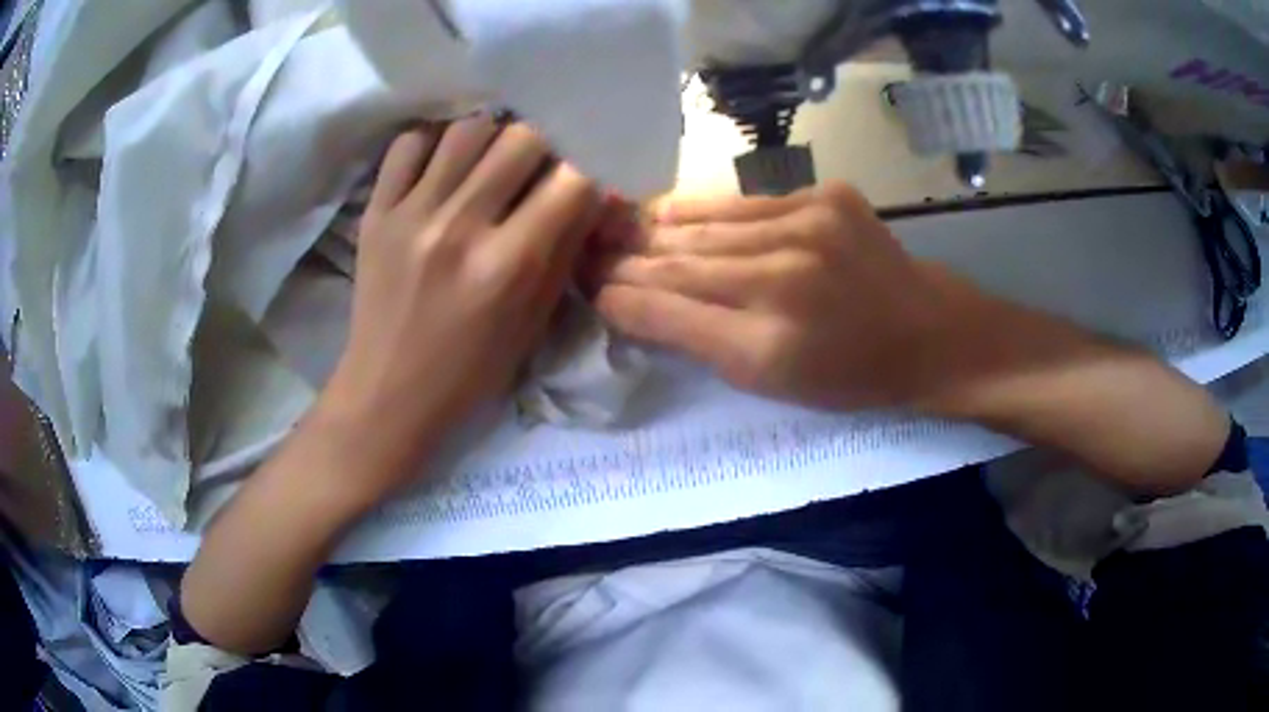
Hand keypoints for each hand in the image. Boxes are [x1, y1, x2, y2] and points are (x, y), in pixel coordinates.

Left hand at [323, 116, 602, 501]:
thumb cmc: (470, 372)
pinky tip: (443, 165)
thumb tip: (593, 192)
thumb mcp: (534, 322)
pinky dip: (433, 143)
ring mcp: (411, 214)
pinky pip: (409, 144)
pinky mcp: (376, 212)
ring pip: (467, 129)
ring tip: (489, 161)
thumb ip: (565, 250)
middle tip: (536, 168)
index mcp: (508, 265)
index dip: (587, 172)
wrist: (388, 393)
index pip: (572, 178)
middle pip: (521, 137)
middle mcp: (461, 227)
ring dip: (491, 137)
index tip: (581, 181)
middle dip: (543, 146)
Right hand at [592, 183, 983, 411]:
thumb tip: (633, 305)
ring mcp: (810, 224)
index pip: (670, 310)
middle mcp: (785, 276)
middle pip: (682, 261)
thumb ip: (698, 343)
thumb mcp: (772, 383)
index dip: (621, 296)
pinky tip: (674, 212)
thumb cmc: (848, 374)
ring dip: (656, 228)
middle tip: (585, 251)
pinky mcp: (827, 195)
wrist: (927, 331)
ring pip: (707, 224)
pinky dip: (704, 209)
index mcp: (770, 344)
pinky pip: (745, 201)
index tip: (585, 286)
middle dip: (626, 258)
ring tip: (615, 226)